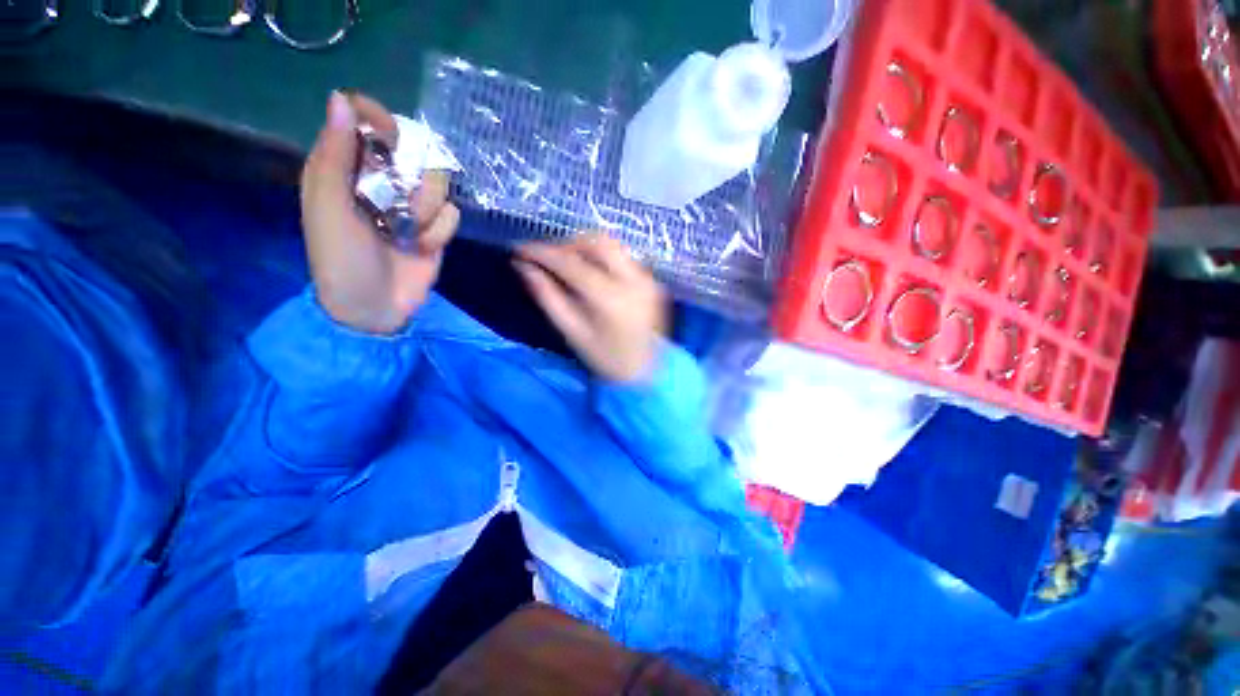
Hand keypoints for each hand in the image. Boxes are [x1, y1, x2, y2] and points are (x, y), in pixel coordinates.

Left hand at [300, 91, 459, 333]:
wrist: (374, 307)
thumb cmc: (341, 258)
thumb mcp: (328, 205)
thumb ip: (334, 154)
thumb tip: (342, 98)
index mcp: (345, 168)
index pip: (363, 120)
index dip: (379, 120)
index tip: (390, 137)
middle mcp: (381, 181)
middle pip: (413, 149)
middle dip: (412, 176)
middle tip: (399, 199)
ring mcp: (413, 207)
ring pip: (439, 183)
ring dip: (427, 208)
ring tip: (409, 232)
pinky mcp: (436, 230)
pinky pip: (452, 214)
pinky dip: (439, 231)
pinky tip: (423, 247)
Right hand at [514, 234, 667, 382]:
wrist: (643, 372)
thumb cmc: (604, 358)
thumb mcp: (571, 331)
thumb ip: (547, 296)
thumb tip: (523, 267)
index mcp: (610, 298)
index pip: (571, 262)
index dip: (542, 252)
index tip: (520, 249)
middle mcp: (633, 281)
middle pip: (596, 242)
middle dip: (568, 244)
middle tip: (549, 260)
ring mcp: (647, 279)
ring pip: (612, 245)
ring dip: (586, 248)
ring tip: (568, 265)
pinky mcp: (652, 282)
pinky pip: (624, 258)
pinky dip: (603, 259)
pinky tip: (592, 275)